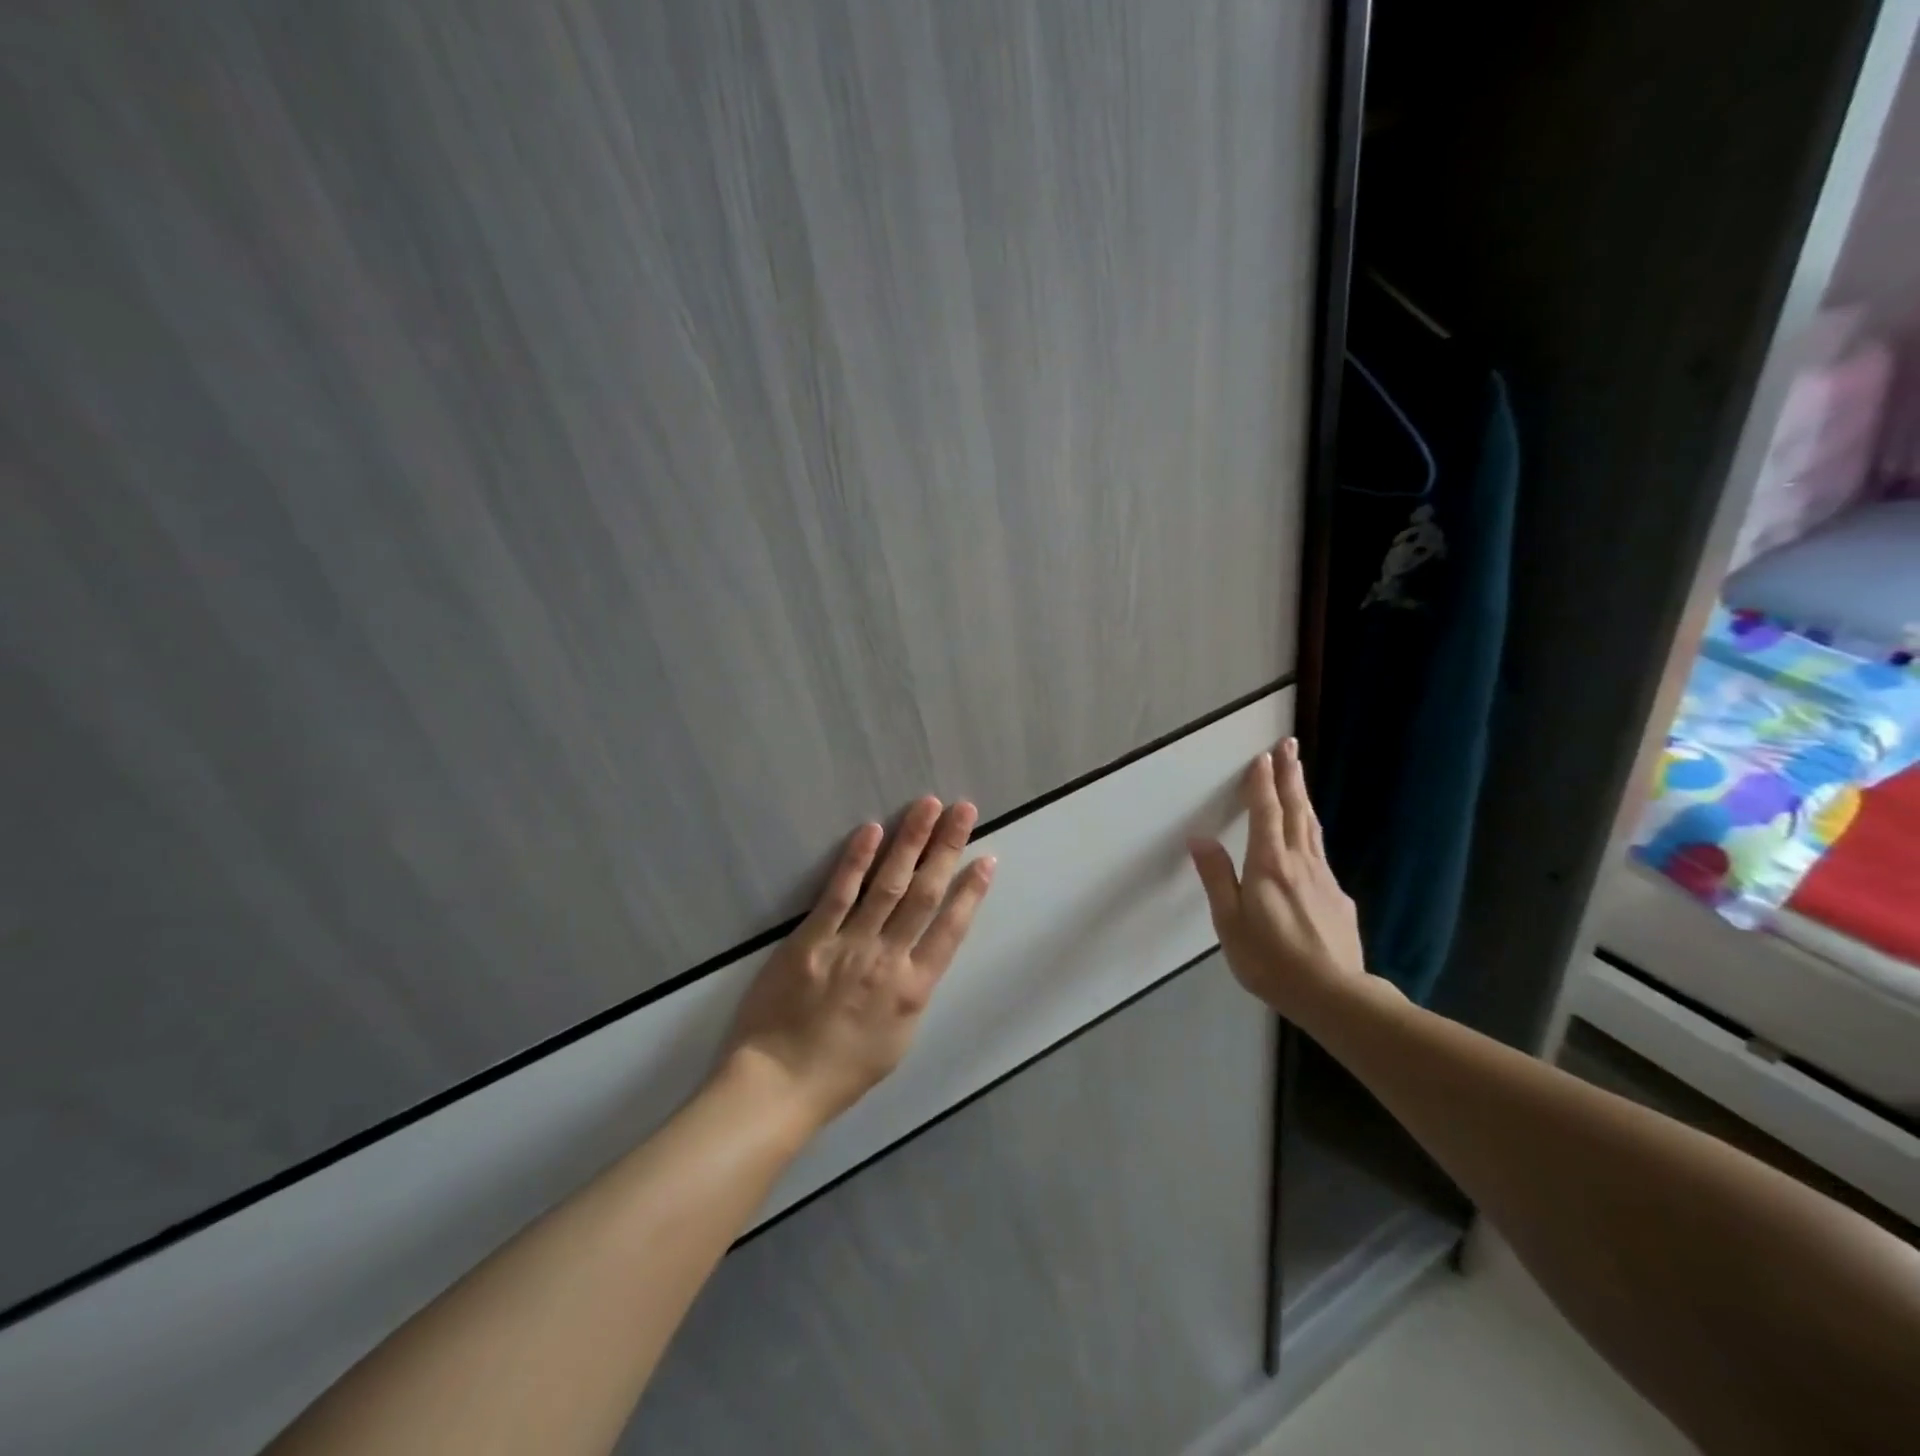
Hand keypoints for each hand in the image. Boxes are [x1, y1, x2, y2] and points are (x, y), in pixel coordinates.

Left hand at [721, 798, 995, 1128]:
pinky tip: (872, 830)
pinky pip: (838, 894)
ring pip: (888, 884)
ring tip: (927, 805)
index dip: (971, 891)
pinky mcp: (811, 939)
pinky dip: (857, 861)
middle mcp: (889, 959)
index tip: (987, 858)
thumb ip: (912, 994)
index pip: (951, 929)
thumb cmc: (841, 1071)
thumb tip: (922, 957)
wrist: (780, 1084)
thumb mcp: (897, 1041)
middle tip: (964, 810)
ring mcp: (850, 945)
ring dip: (910, 841)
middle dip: (946, 848)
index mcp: (914, 989)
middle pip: (924, 894)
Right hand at [1188, 737, 1376, 1021]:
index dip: (1262, 783)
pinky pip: (1320, 853)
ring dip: (1303, 798)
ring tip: (1299, 777)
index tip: (1263, 756)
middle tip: (1290, 746)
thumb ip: (1216, 878)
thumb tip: (1200, 838)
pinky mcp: (1338, 897)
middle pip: (1295, 810)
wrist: (1335, 995)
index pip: (1266, 813)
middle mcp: (1300, 862)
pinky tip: (1308, 841)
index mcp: (1268, 865)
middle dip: (1290, 776)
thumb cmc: (1271, 960)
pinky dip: (1311, 833)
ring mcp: (1324, 878)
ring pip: (1312, 828)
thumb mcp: (1229, 923)